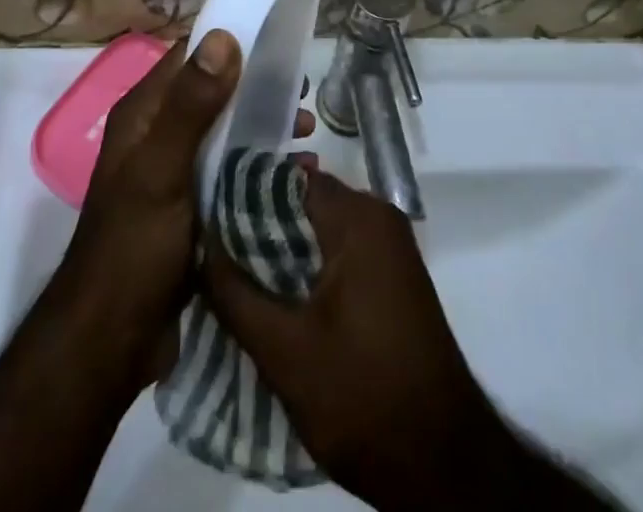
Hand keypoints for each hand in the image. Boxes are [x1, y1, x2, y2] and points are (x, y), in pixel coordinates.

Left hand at [59, 31, 313, 386]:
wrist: (110, 345)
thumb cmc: (131, 248)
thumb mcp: (161, 171)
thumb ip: (191, 106)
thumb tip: (223, 37)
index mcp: (144, 114)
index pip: (190, 56)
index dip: (232, 43)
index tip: (279, 40)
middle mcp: (160, 134)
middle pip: (216, 94)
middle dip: (258, 89)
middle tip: (302, 93)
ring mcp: (179, 173)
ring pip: (229, 133)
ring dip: (266, 129)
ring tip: (306, 136)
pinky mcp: (196, 208)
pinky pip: (234, 173)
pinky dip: (263, 167)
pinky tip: (299, 178)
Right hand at [201, 170, 508, 508]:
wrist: (442, 463)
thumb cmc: (362, 396)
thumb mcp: (284, 351)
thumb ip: (236, 294)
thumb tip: (200, 246)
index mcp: (358, 217)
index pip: (288, 178)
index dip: (243, 194)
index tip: (205, 216)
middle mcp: (378, 217)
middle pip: (304, 202)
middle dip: (258, 226)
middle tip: (212, 251)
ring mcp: (390, 247)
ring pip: (320, 229)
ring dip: (281, 250)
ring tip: (233, 276)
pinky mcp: (392, 277)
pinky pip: (339, 252)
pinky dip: (307, 267)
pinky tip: (274, 298)